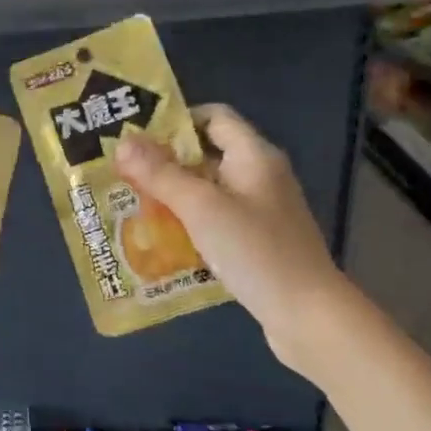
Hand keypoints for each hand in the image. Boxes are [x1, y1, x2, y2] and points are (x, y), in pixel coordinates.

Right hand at [115, 105, 347, 366]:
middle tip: (122, 173)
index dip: (176, 120)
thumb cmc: (255, 250)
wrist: (307, 314)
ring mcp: (259, 209)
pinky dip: (188, 221)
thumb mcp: (201, 207)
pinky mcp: (256, 239)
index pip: (214, 117)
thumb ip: (161, 174)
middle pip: (207, 153)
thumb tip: (122, 142)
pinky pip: (215, 218)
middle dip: (165, 161)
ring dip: (173, 194)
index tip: (137, 137)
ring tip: (131, 203)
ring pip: (208, 189)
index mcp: (254, 156)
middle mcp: (259, 176)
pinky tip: (159, 237)